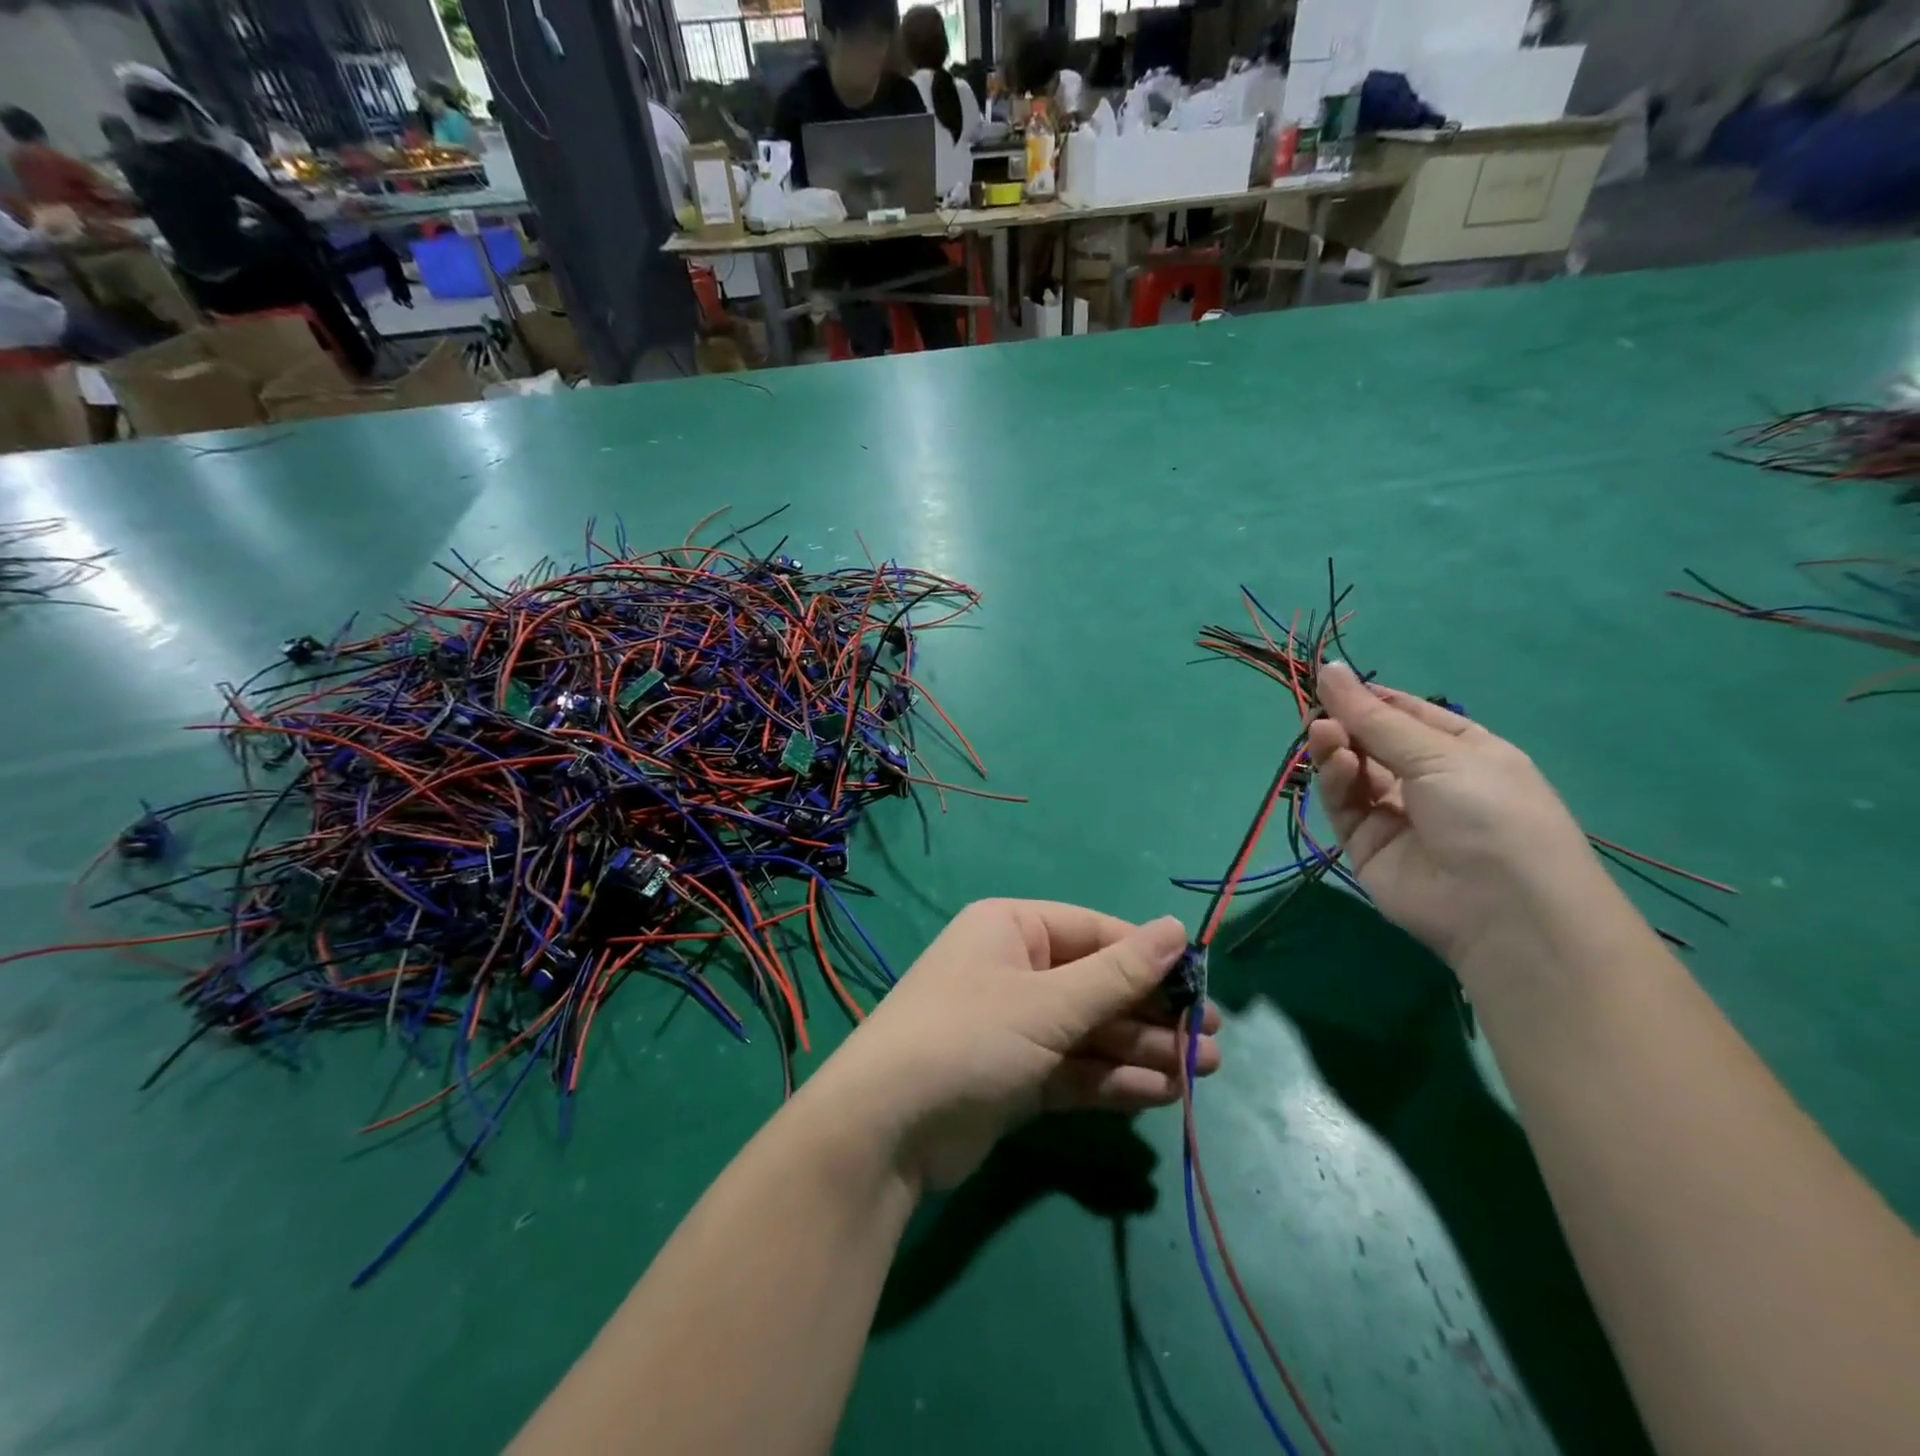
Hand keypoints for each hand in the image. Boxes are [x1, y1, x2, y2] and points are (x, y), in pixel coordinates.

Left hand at [808, 901, 1220, 1191]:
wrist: (886, 1129)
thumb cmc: (970, 1037)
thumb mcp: (1049, 1003)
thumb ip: (1118, 974)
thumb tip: (1177, 928)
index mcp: (1012, 929)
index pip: (1095, 933)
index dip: (1149, 958)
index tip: (1202, 986)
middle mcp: (1014, 970)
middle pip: (1097, 985)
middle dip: (1152, 1014)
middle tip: (1211, 1043)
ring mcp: (1015, 1026)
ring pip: (1090, 1032)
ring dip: (1142, 1052)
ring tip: (1201, 1073)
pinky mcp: (1016, 1076)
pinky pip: (1075, 1069)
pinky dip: (1113, 1081)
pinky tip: (1160, 1095)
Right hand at [1307, 661, 1608, 978]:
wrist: (1502, 910)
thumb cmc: (1489, 812)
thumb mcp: (1439, 753)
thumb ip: (1373, 716)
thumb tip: (1328, 668)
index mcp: (1462, 750)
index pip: (1405, 714)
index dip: (1368, 697)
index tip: (1328, 681)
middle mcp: (1427, 780)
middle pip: (1372, 742)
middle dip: (1346, 724)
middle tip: (1319, 714)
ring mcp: (1395, 814)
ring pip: (1352, 772)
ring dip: (1337, 749)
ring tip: (1324, 735)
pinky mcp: (1366, 845)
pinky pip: (1344, 805)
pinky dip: (1336, 782)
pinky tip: (1338, 764)